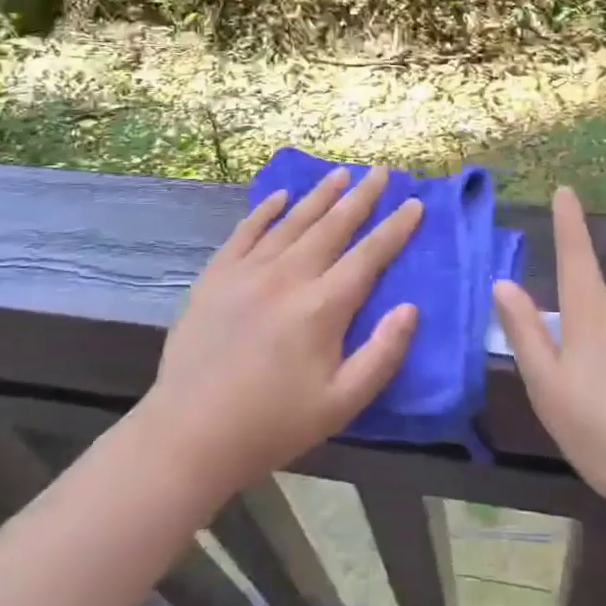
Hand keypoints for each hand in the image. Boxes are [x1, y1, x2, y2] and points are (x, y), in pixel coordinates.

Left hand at [142, 166, 422, 492]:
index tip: (414, 203)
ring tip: (340, 173)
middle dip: (361, 197)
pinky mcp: (216, 276)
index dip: (395, 228)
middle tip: (380, 172)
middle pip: (333, 226)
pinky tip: (279, 196)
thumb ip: (382, 354)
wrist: (190, 434)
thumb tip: (411, 308)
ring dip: (319, 195)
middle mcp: (288, 276)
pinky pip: (246, 231)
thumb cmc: (274, 424)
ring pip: (292, 221)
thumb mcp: (341, 403)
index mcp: (323, 307)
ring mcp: (248, 271)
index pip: (369, 255)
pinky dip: (265, 210)